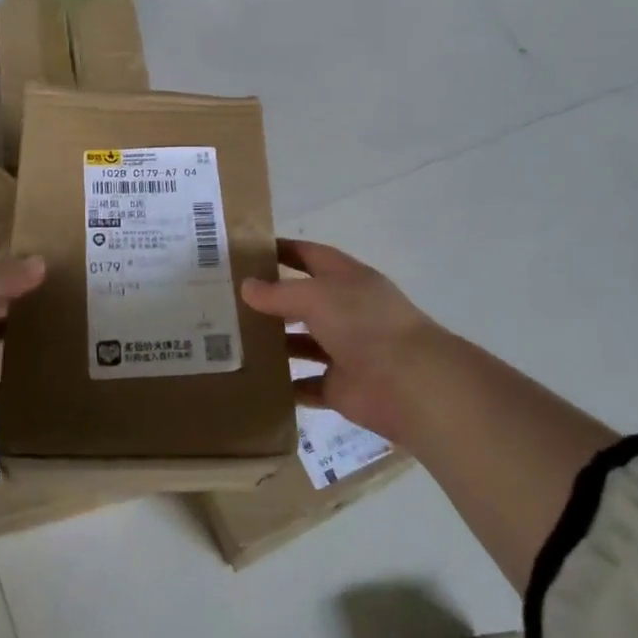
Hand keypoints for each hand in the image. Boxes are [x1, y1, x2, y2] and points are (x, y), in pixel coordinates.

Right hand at [241, 238, 473, 444]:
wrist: (409, 383)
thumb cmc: (364, 324)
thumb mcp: (316, 296)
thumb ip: (279, 292)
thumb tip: (246, 287)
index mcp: (347, 279)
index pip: (310, 256)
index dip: (282, 250)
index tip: (246, 251)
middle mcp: (346, 311)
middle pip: (304, 301)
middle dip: (271, 300)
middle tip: (228, 301)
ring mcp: (345, 350)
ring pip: (302, 343)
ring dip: (275, 343)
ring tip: (233, 341)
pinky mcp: (340, 387)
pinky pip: (307, 385)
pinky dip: (285, 386)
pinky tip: (253, 380)